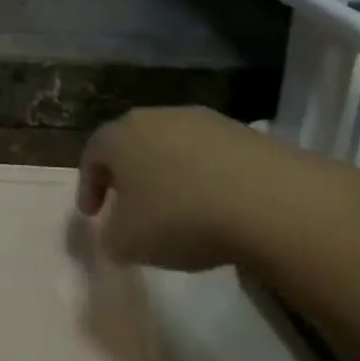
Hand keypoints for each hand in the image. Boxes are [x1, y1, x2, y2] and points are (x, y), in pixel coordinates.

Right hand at [77, 107, 296, 269]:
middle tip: (130, 209)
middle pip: (133, 145)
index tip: (93, 216)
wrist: (271, 202)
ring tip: (178, 212)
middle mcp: (158, 118)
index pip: (92, 155)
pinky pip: (212, 157)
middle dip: (128, 177)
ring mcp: (206, 121)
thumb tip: (114, 233)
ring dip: (170, 176)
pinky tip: (217, 209)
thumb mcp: (126, 242)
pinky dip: (207, 179)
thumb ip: (109, 236)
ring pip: (174, 148)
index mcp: (120, 136)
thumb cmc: (179, 217)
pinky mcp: (247, 134)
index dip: (88, 187)